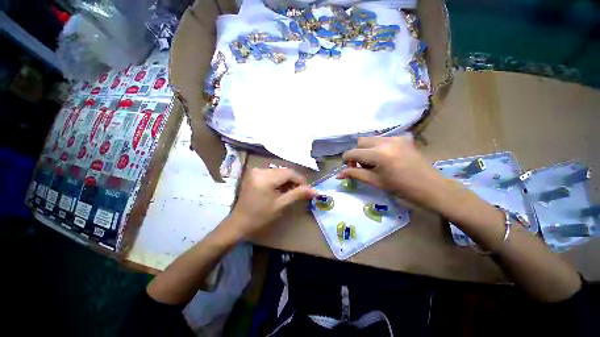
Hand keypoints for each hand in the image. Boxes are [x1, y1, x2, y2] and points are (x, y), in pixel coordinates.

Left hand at [225, 168, 316, 237]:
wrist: (239, 223)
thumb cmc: (260, 217)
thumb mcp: (281, 205)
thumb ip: (298, 194)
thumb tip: (314, 190)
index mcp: (265, 178)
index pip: (289, 173)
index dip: (300, 179)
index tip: (307, 189)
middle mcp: (260, 170)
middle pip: (283, 171)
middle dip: (294, 180)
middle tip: (300, 191)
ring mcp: (255, 171)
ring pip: (278, 172)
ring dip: (286, 180)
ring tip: (291, 192)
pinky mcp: (254, 174)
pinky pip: (271, 173)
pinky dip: (278, 180)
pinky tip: (281, 189)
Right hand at [337, 136, 444, 207]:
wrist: (431, 187)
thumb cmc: (401, 188)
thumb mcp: (375, 182)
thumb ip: (355, 174)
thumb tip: (338, 175)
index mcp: (378, 154)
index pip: (352, 152)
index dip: (346, 161)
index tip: (350, 169)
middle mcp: (386, 141)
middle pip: (360, 141)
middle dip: (357, 153)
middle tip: (363, 167)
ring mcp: (395, 137)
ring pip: (370, 139)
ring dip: (366, 149)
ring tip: (374, 163)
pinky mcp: (403, 138)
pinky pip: (382, 139)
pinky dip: (377, 147)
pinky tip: (385, 158)